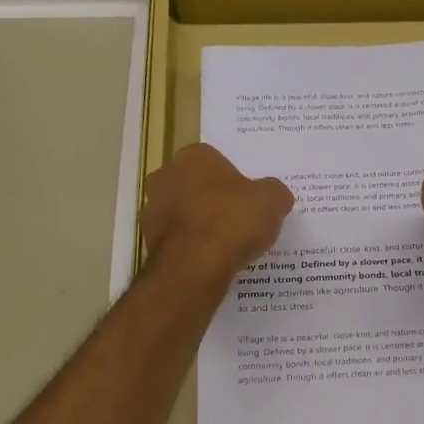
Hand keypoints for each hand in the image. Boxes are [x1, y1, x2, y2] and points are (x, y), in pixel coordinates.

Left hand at [141, 144, 292, 276]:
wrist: (195, 266)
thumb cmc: (233, 220)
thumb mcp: (272, 201)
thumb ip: (274, 193)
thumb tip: (274, 196)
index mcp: (194, 157)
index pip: (215, 161)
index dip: (234, 180)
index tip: (248, 199)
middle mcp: (165, 176)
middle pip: (195, 185)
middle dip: (212, 199)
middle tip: (238, 220)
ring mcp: (152, 210)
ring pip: (183, 213)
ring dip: (199, 224)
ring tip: (226, 245)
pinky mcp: (148, 241)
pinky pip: (177, 240)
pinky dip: (191, 247)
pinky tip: (210, 261)